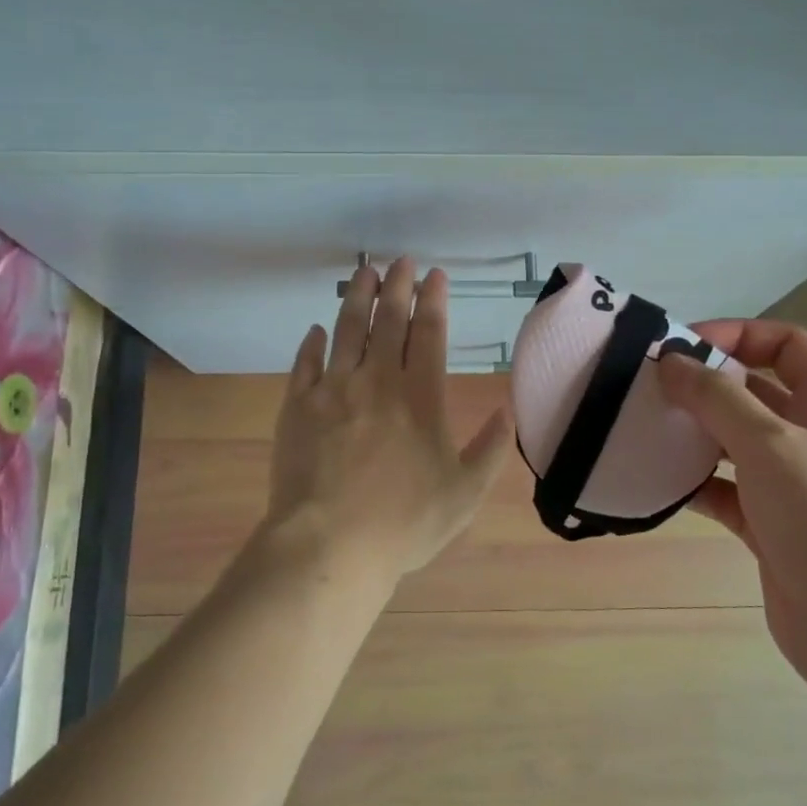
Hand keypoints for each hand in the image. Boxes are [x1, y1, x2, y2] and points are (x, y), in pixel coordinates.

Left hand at [261, 258, 513, 588]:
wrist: (329, 545)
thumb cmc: (404, 523)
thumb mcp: (465, 493)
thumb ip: (491, 448)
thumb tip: (509, 409)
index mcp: (420, 398)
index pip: (430, 333)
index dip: (433, 300)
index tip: (434, 274)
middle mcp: (377, 381)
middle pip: (388, 321)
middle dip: (397, 286)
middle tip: (401, 260)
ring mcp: (333, 390)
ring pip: (347, 330)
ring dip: (357, 298)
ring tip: (364, 271)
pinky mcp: (297, 406)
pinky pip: (305, 363)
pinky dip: (312, 343)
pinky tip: (316, 330)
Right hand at [656, 320, 806, 699]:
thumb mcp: (770, 443)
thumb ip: (716, 397)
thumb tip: (670, 360)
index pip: (783, 344)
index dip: (733, 335)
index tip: (678, 346)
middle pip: (754, 390)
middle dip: (703, 385)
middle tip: (647, 387)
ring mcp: (794, 482)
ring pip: (735, 441)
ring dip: (694, 433)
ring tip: (643, 428)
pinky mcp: (772, 523)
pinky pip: (726, 488)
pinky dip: (695, 482)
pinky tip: (658, 480)